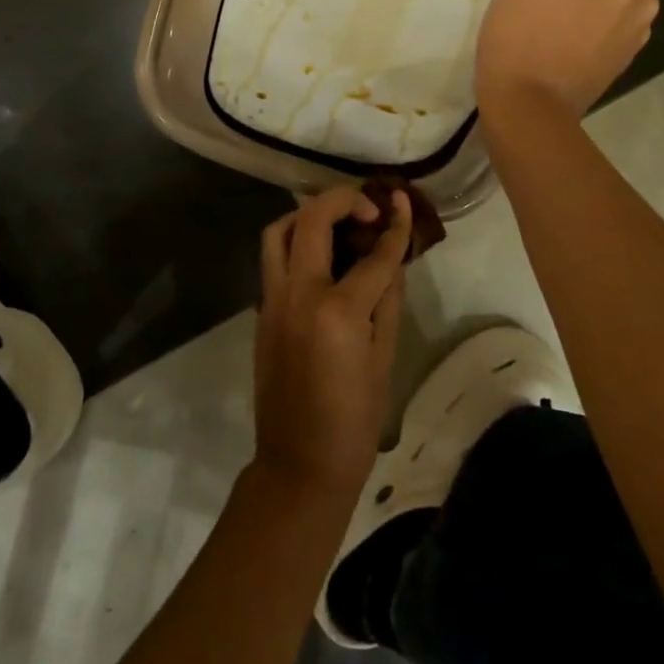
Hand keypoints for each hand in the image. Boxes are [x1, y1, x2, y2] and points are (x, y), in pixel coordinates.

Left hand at [252, 185, 410, 497]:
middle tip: (368, 209)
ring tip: (337, 224)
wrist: (299, 463)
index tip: (402, 202)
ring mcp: (272, 298)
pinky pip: (273, 258)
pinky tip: (320, 257)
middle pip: (313, 219)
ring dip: (307, 214)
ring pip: (278, 230)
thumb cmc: (354, 420)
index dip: (394, 225)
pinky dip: (294, 242)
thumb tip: (392, 256)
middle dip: (343, 200)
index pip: (373, 254)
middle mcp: (299, 293)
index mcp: (338, 311)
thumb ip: (388, 298)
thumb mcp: (384, 358)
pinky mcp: (261, 309)